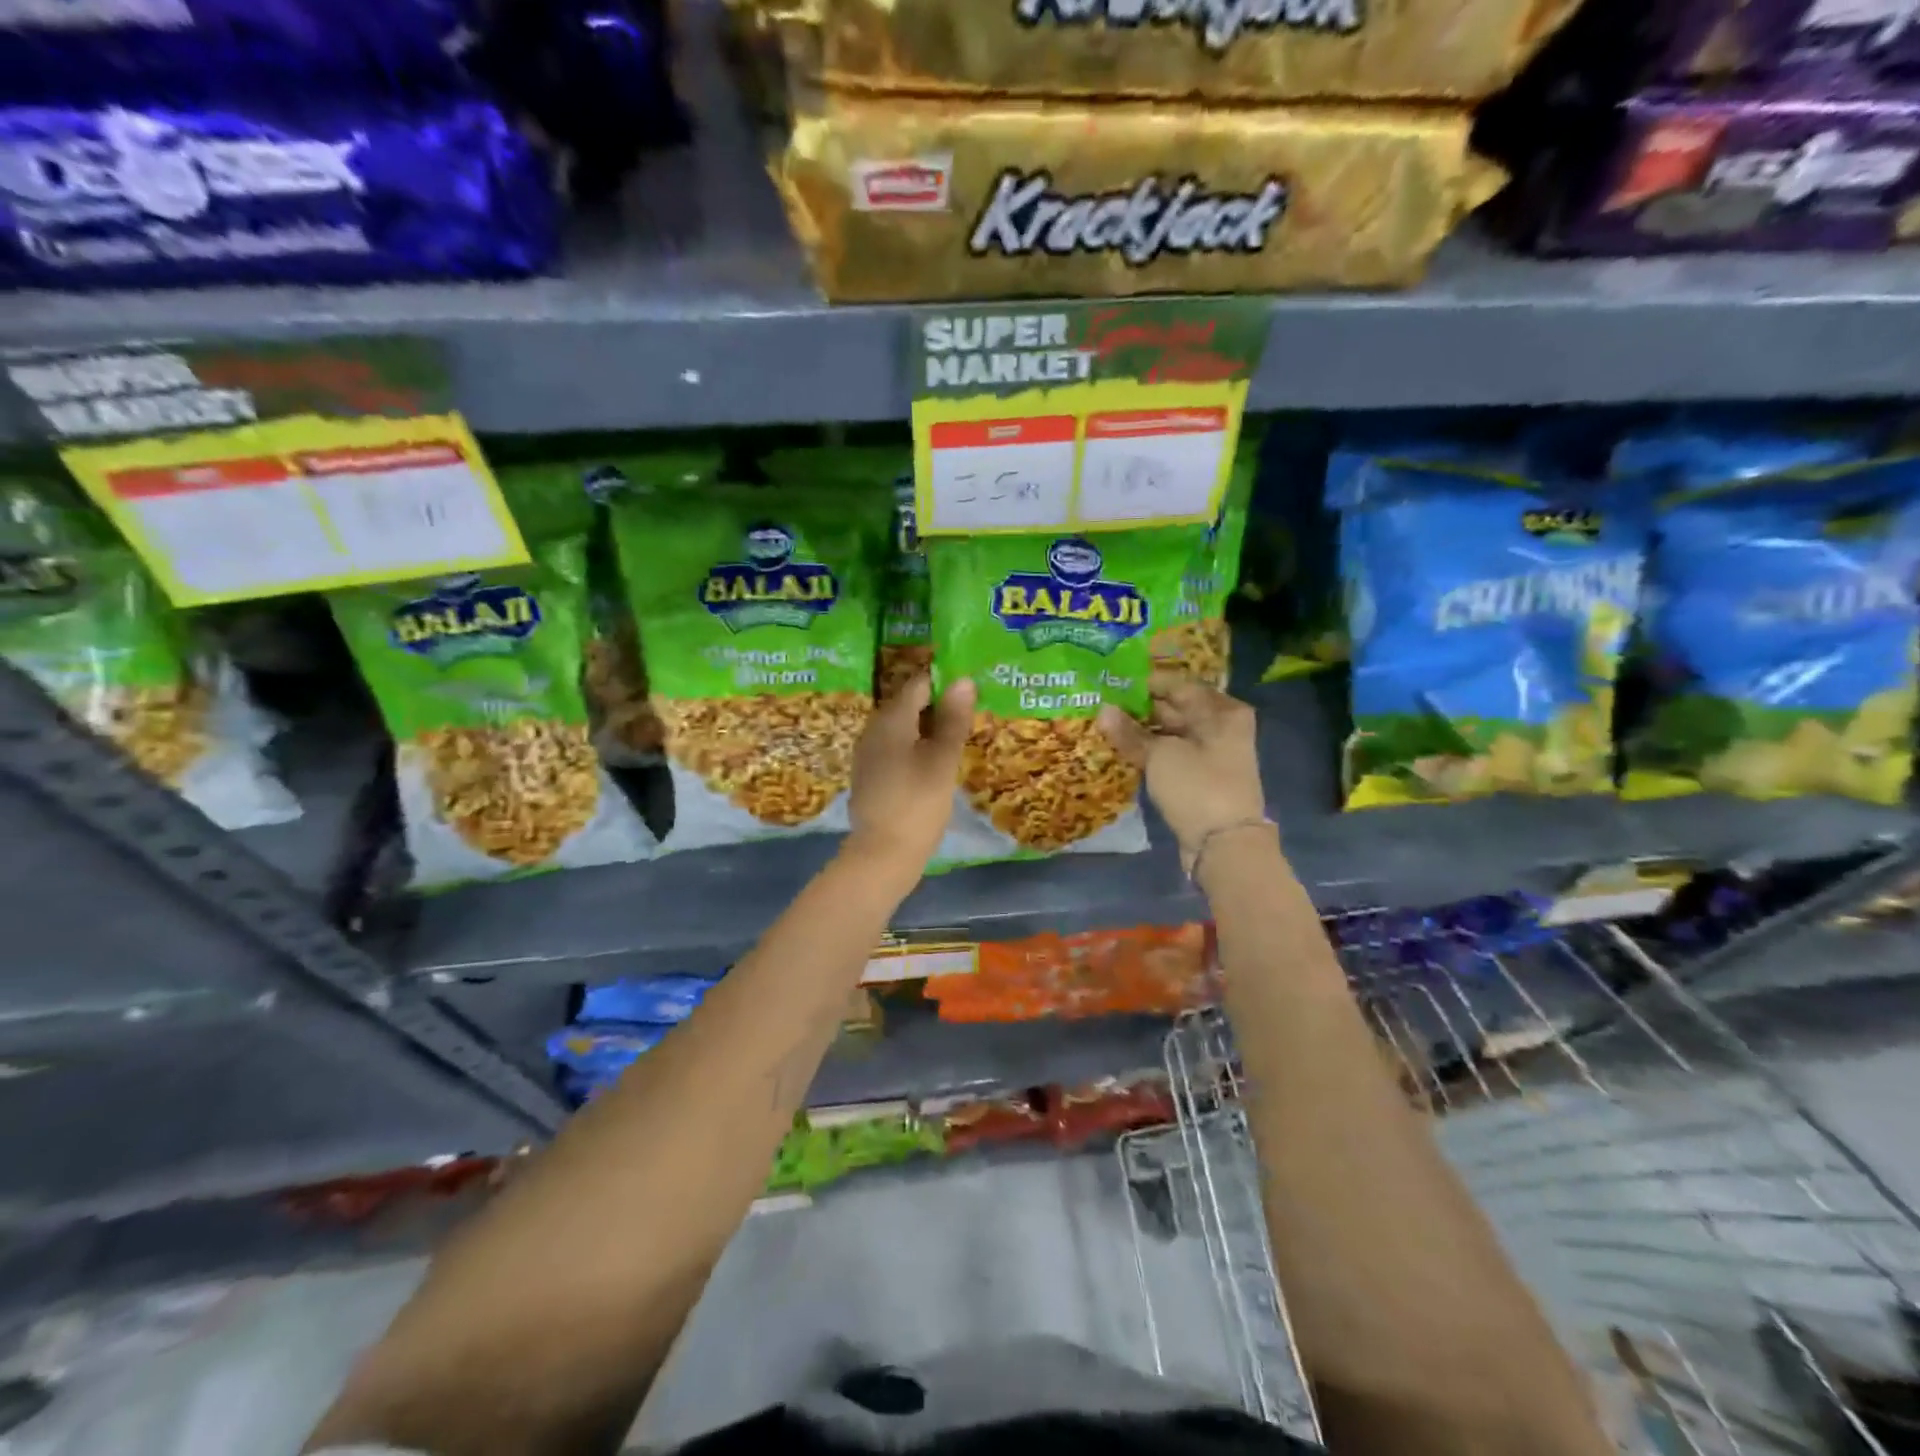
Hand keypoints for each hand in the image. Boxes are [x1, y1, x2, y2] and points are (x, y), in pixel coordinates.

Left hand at [844, 674, 975, 875]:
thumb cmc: (918, 803)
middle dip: (939, 707)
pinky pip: (895, 749)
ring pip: (902, 729)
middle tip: (970, 719)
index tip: (971, 693)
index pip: (919, 684)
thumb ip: (953, 719)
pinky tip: (934, 765)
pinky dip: (916, 749)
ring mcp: (868, 753)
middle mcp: (873, 729)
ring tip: (957, 742)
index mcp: (891, 719)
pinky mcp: (869, 775)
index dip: (946, 683)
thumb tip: (963, 680)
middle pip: (909, 705)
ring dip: (928, 730)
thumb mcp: (943, 760)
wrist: (882, 854)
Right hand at [1098, 671, 1267, 862]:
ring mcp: (1211, 752)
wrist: (1224, 845)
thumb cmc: (1198, 787)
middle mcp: (1220, 725)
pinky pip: (1171, 753)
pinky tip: (1121, 748)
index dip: (1144, 683)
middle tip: (1101, 703)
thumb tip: (1102, 710)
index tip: (1111, 683)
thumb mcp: (1159, 755)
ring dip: (1141, 730)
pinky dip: (1150, 750)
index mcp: (1221, 710)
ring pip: (1170, 732)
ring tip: (1105, 725)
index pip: (1177, 684)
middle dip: (1139, 707)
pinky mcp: (1200, 776)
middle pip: (1175, 707)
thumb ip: (1129, 732)